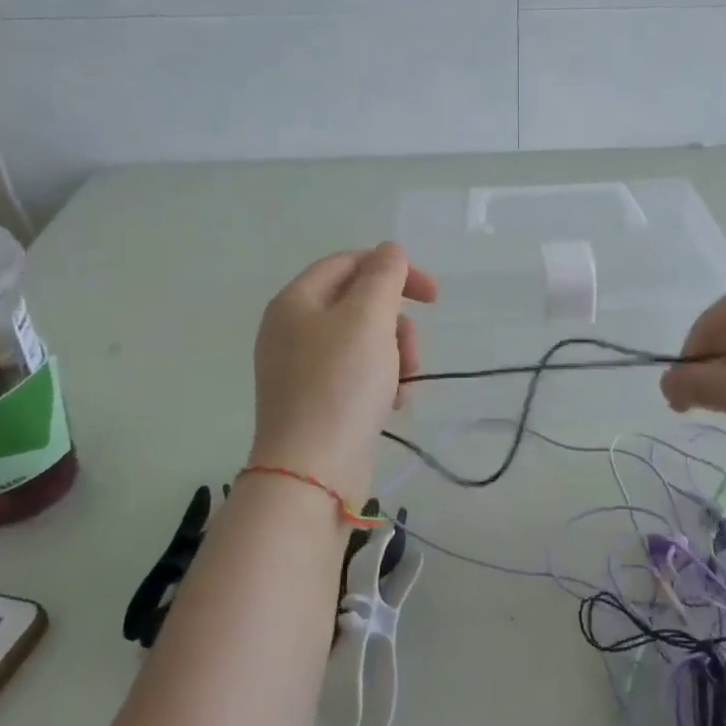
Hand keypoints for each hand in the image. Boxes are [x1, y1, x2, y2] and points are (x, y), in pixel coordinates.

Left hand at [247, 243, 436, 504]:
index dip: (395, 270)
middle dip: (397, 325)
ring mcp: (302, 368)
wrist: (313, 472)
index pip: (349, 263)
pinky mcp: (317, 401)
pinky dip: (382, 382)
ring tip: (404, 385)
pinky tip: (394, 403)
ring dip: (396, 356)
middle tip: (412, 352)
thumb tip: (391, 252)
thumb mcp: (368, 318)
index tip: (433, 296)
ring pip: (365, 342)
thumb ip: (384, 276)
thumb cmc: (340, 385)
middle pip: (360, 305)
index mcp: (296, 301)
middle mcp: (293, 330)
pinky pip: (358, 374)